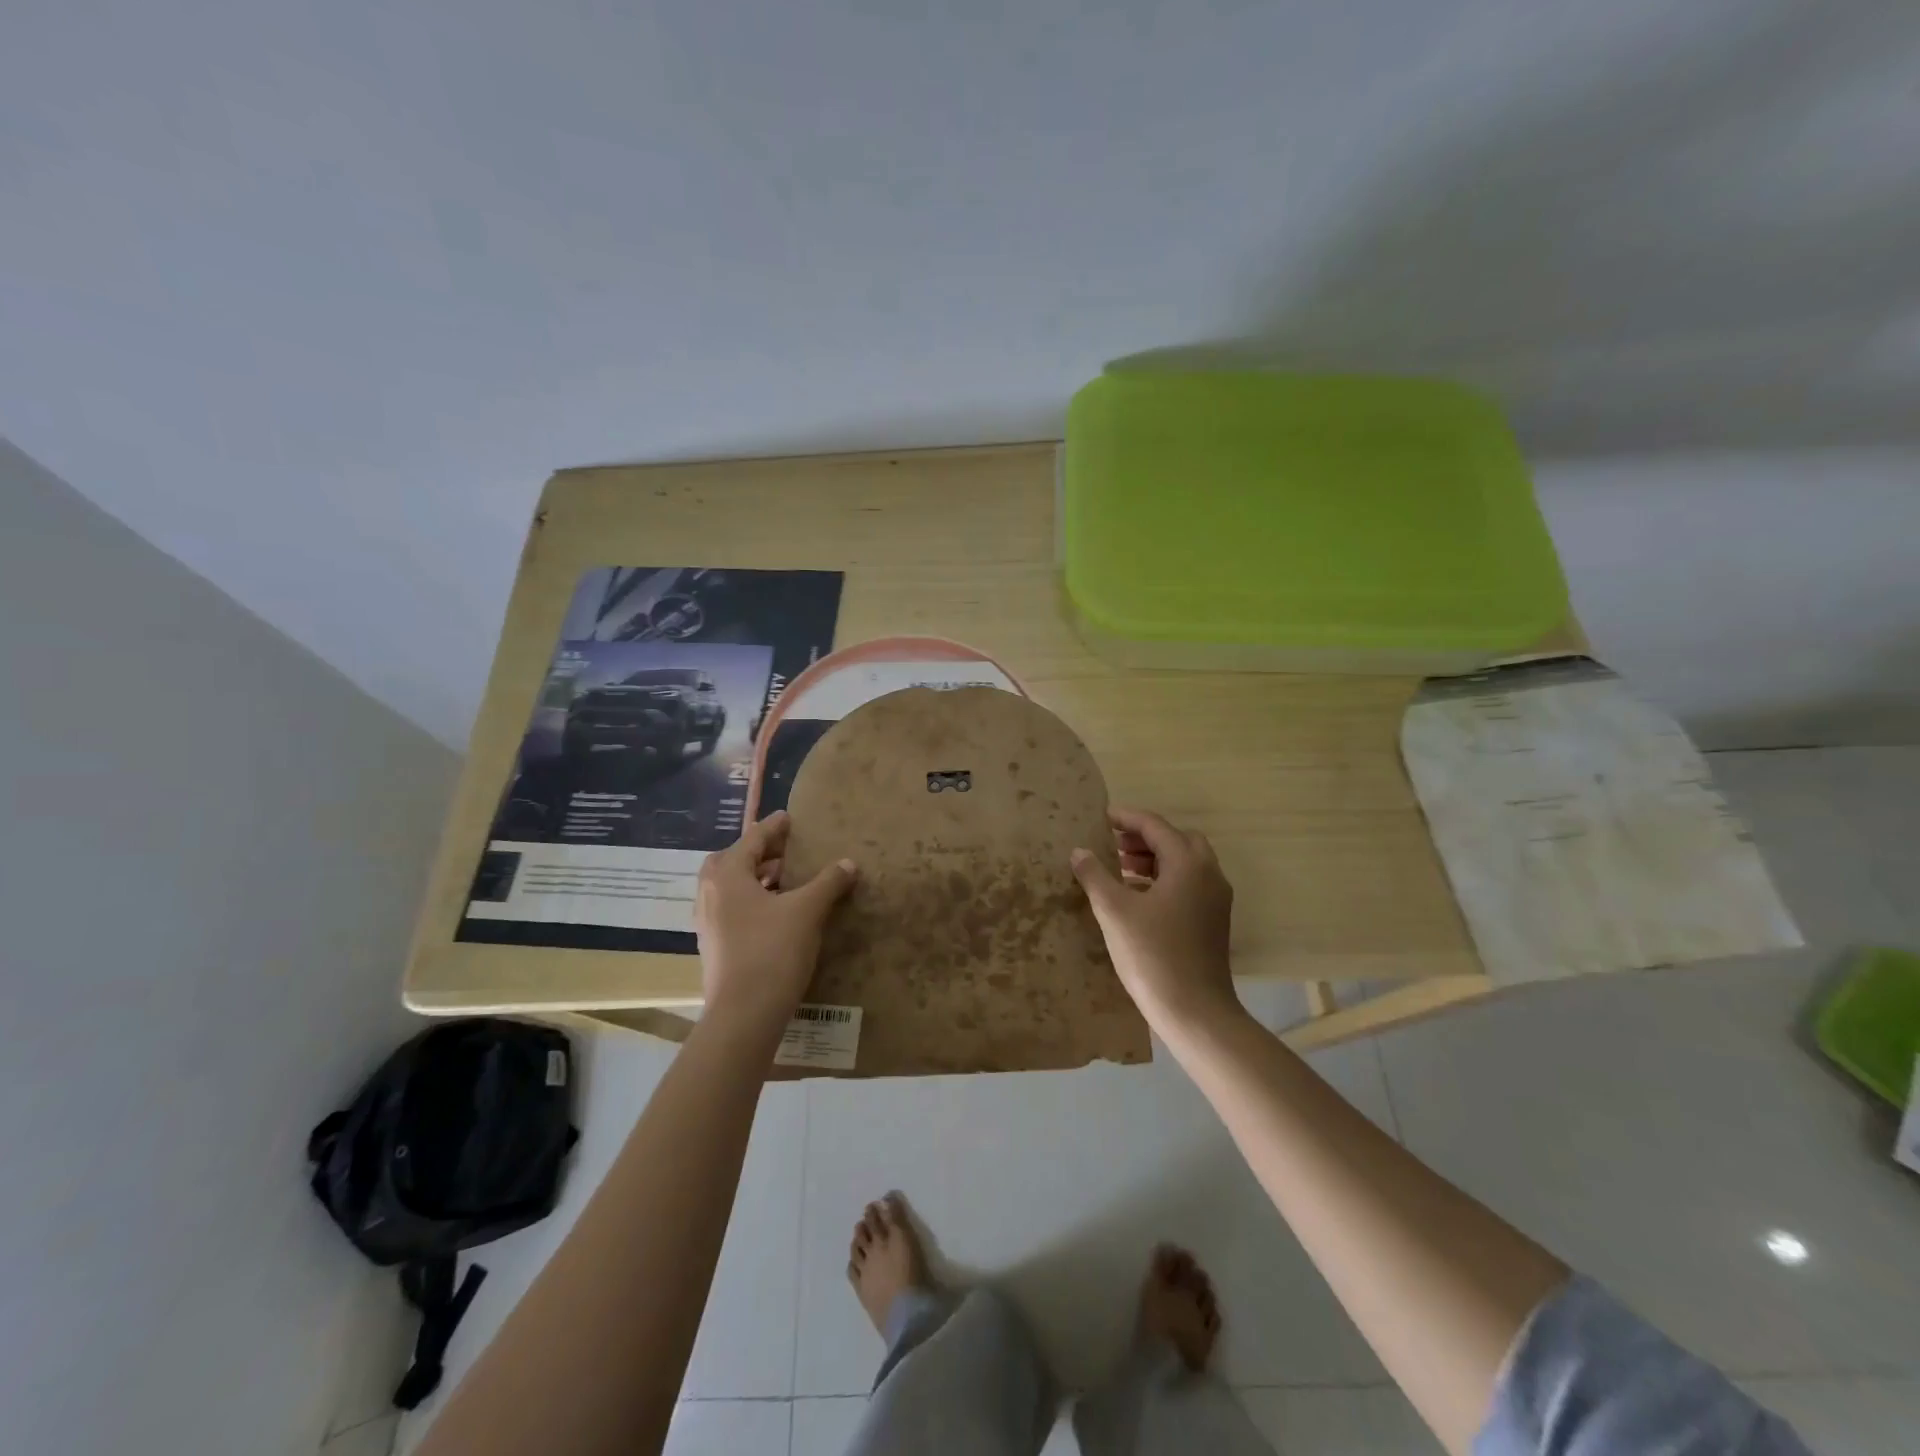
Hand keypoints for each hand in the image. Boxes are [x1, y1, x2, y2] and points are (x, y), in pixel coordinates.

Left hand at [694, 811, 857, 1035]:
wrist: (744, 1015)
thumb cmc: (772, 951)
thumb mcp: (807, 911)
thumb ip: (828, 882)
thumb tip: (848, 864)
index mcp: (727, 876)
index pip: (752, 839)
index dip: (773, 827)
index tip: (789, 818)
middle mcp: (710, 894)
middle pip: (731, 861)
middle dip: (757, 853)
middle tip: (784, 852)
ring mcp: (708, 923)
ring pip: (730, 888)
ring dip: (756, 879)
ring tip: (786, 880)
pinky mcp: (715, 947)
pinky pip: (732, 910)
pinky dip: (752, 901)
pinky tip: (777, 913)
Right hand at [1071, 807, 1237, 1030]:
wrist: (1194, 1011)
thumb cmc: (1152, 954)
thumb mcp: (1114, 911)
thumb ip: (1095, 875)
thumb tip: (1079, 851)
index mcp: (1187, 864)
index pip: (1155, 826)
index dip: (1126, 818)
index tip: (1101, 817)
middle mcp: (1208, 874)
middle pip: (1176, 840)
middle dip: (1144, 837)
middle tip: (1113, 844)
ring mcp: (1215, 899)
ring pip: (1185, 863)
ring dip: (1154, 858)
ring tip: (1120, 867)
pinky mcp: (1213, 920)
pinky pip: (1188, 884)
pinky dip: (1163, 878)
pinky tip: (1137, 896)